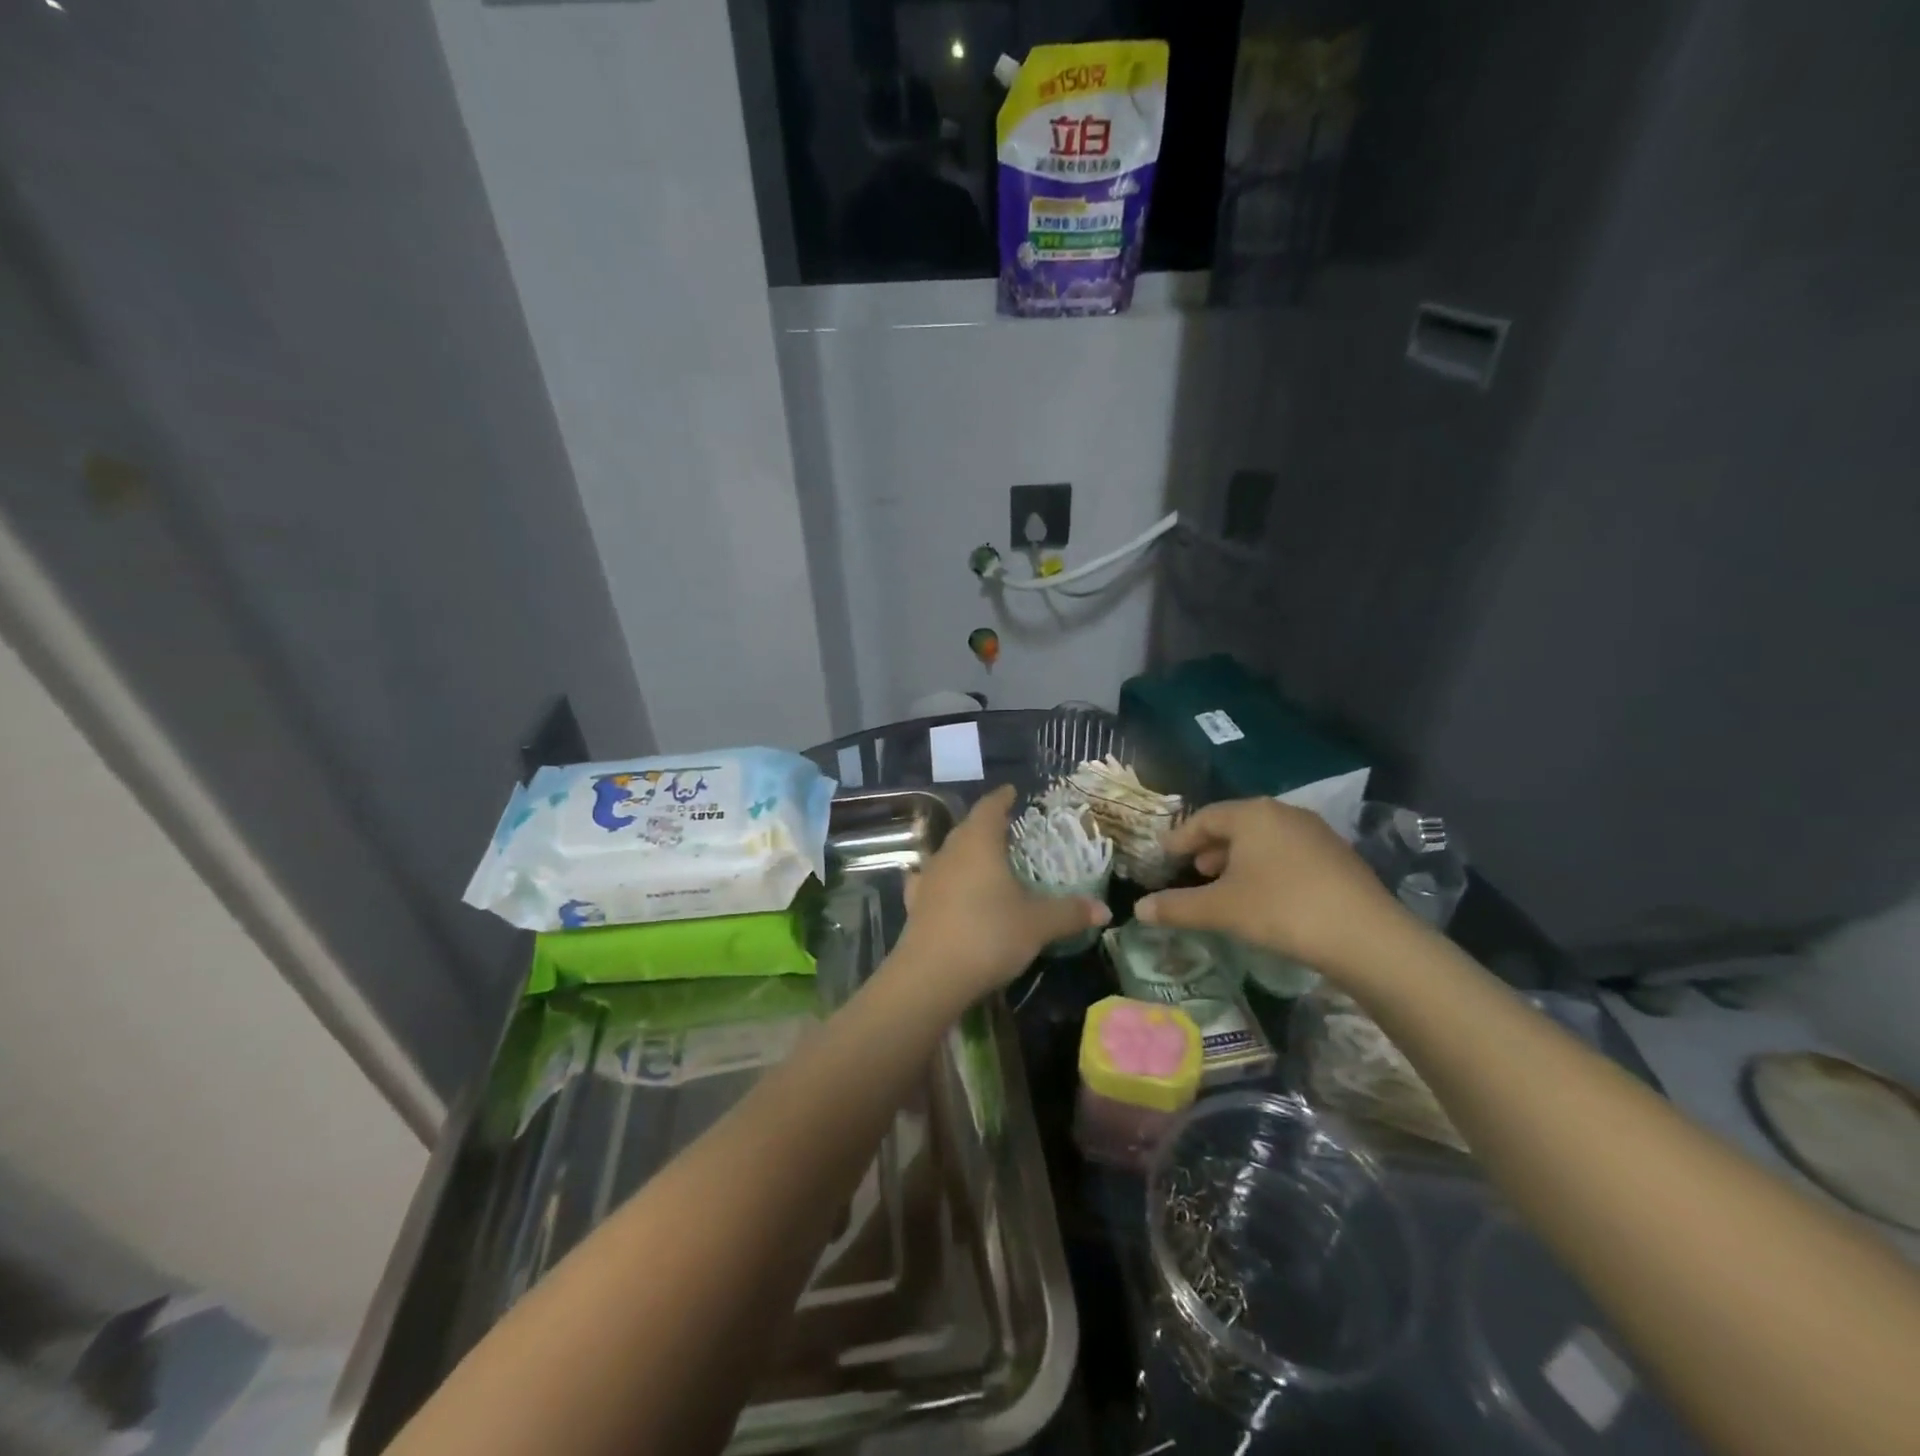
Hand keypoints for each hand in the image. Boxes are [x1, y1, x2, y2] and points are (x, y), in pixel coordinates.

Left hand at [897, 786, 1109, 1004]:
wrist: (931, 975)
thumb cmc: (989, 934)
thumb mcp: (1037, 924)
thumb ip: (1070, 912)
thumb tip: (1104, 909)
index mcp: (979, 842)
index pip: (990, 807)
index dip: (1002, 798)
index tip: (1012, 791)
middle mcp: (950, 851)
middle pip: (968, 828)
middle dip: (987, 825)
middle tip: (1008, 828)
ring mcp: (928, 877)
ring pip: (949, 854)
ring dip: (966, 853)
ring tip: (985, 860)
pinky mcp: (915, 904)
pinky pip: (932, 881)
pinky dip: (945, 880)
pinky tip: (949, 890)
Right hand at [1134, 798, 1397, 972]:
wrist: (1365, 936)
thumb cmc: (1281, 909)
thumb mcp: (1220, 909)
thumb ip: (1176, 907)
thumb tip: (1138, 910)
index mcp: (1252, 814)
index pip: (1204, 818)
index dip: (1180, 838)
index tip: (1164, 856)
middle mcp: (1283, 813)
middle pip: (1236, 825)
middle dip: (1210, 847)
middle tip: (1193, 870)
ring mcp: (1315, 833)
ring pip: (1264, 839)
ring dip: (1239, 859)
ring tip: (1225, 885)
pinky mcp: (1338, 857)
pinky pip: (1288, 853)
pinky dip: (1266, 868)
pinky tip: (1264, 896)